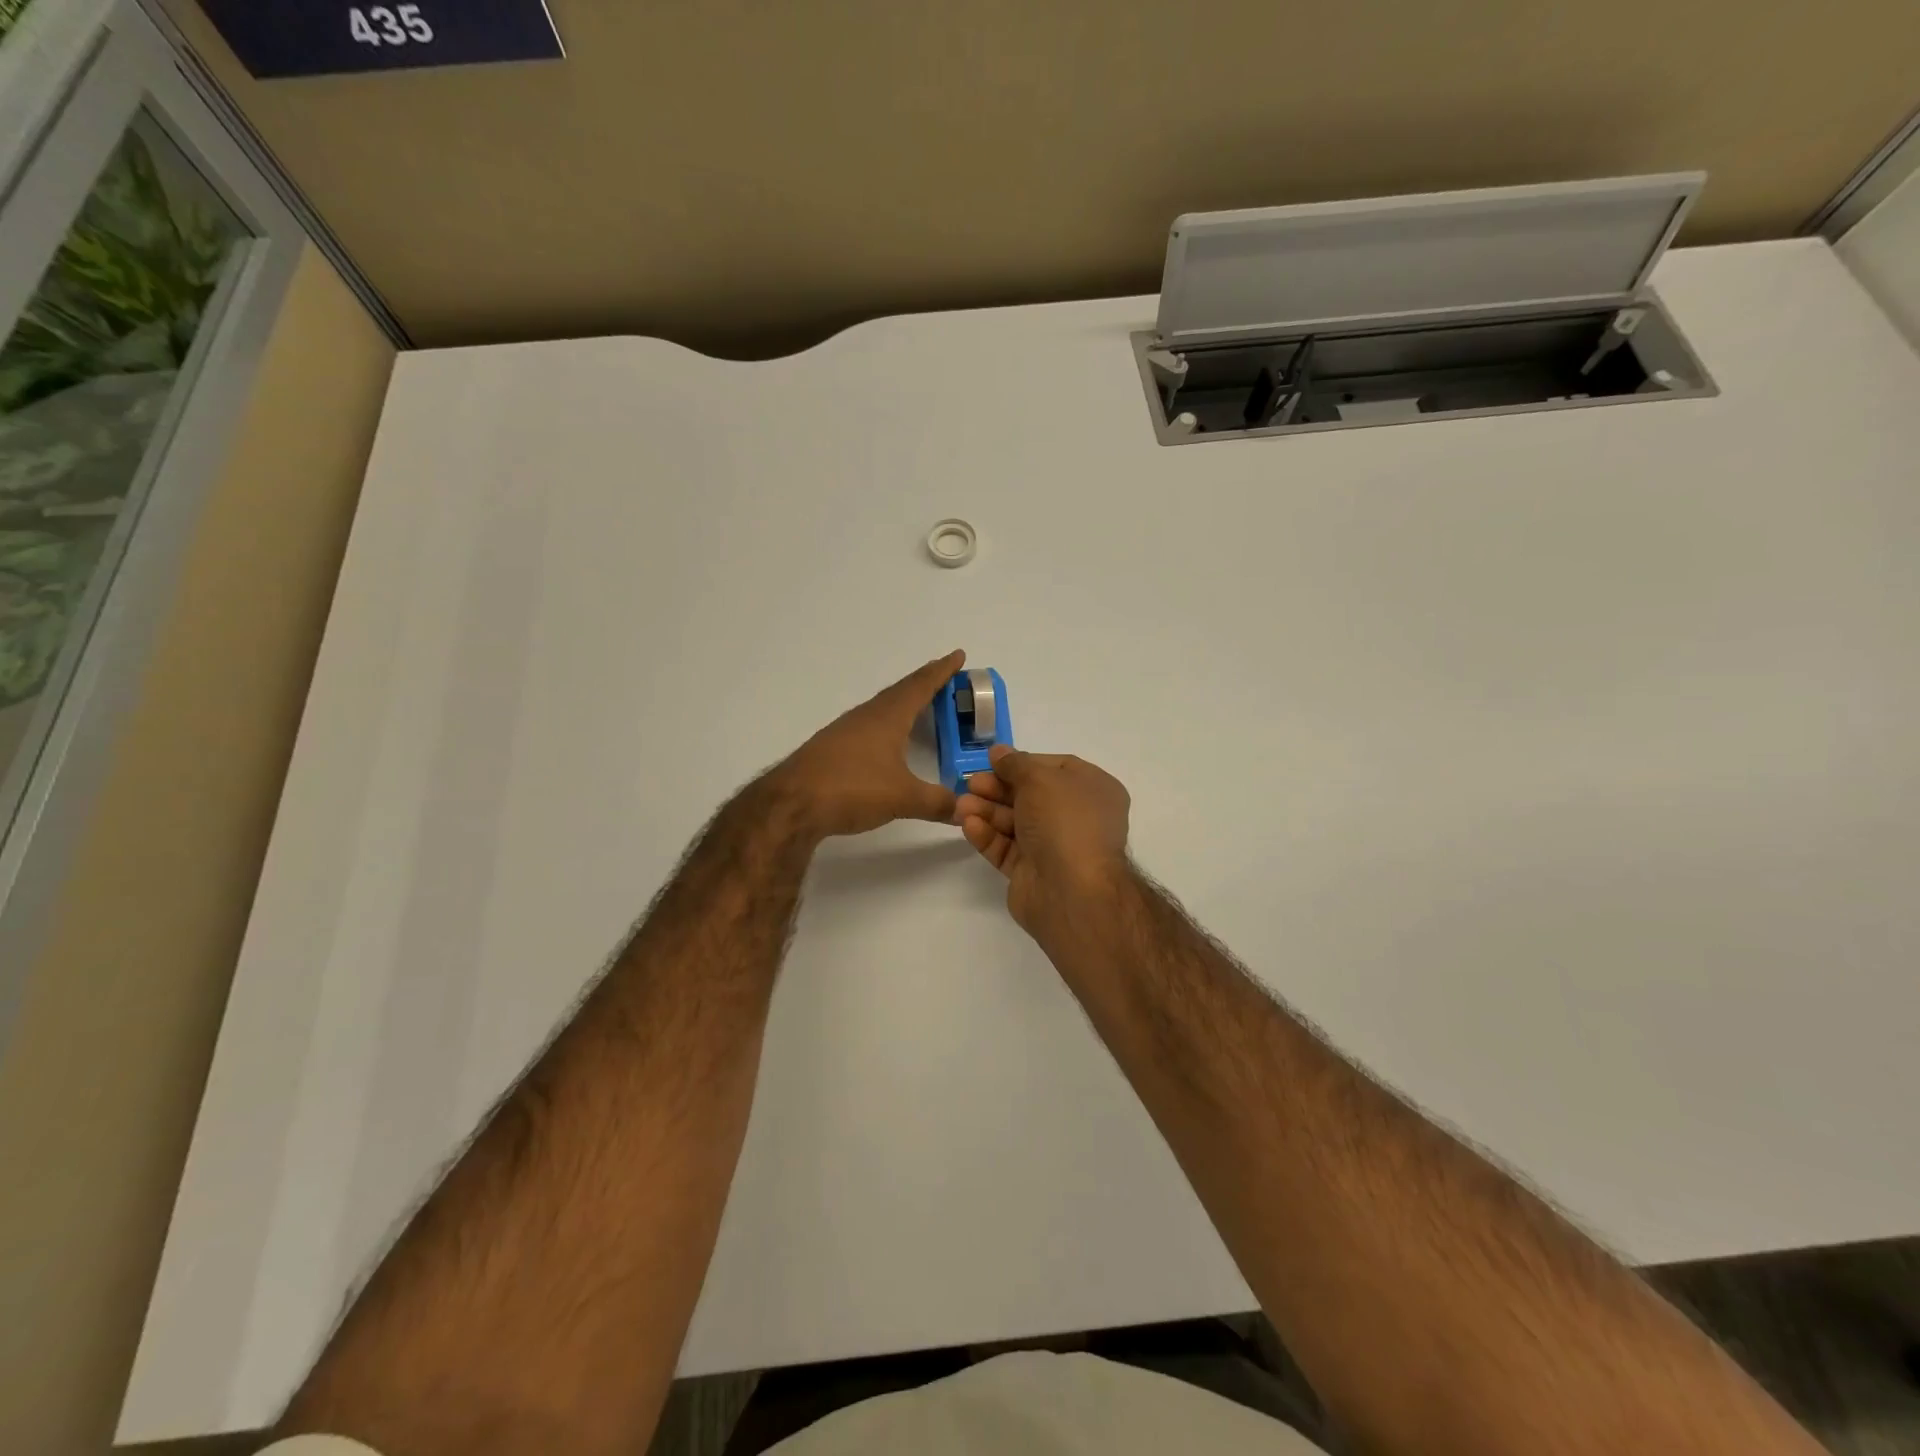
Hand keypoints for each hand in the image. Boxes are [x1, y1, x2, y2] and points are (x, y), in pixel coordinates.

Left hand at [769, 651, 965, 839]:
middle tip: (944, 676)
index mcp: (887, 717)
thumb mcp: (902, 798)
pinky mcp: (831, 750)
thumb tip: (964, 809)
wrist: (791, 804)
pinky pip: (867, 727)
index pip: (920, 686)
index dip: (941, 671)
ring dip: (903, 703)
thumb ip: (936, 802)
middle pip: (900, 692)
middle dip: (924, 683)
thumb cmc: (852, 789)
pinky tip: (885, 741)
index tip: (958, 655)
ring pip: (881, 709)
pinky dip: (885, 726)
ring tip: (919, 705)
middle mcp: (866, 717)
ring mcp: (844, 732)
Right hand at [956, 745, 1132, 935]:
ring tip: (960, 806)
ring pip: (1015, 822)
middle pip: (1030, 795)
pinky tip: (968, 826)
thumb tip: (998, 752)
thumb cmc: (1065, 821)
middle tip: (971, 783)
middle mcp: (1077, 817)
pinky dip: (988, 835)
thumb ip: (1015, 763)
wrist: (1071, 890)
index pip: (1054, 768)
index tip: (993, 761)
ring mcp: (1055, 846)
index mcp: (1092, 790)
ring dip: (987, 811)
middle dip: (998, 788)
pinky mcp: (1032, 872)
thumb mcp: (1040, 778)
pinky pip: (1007, 848)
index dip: (1022, 762)